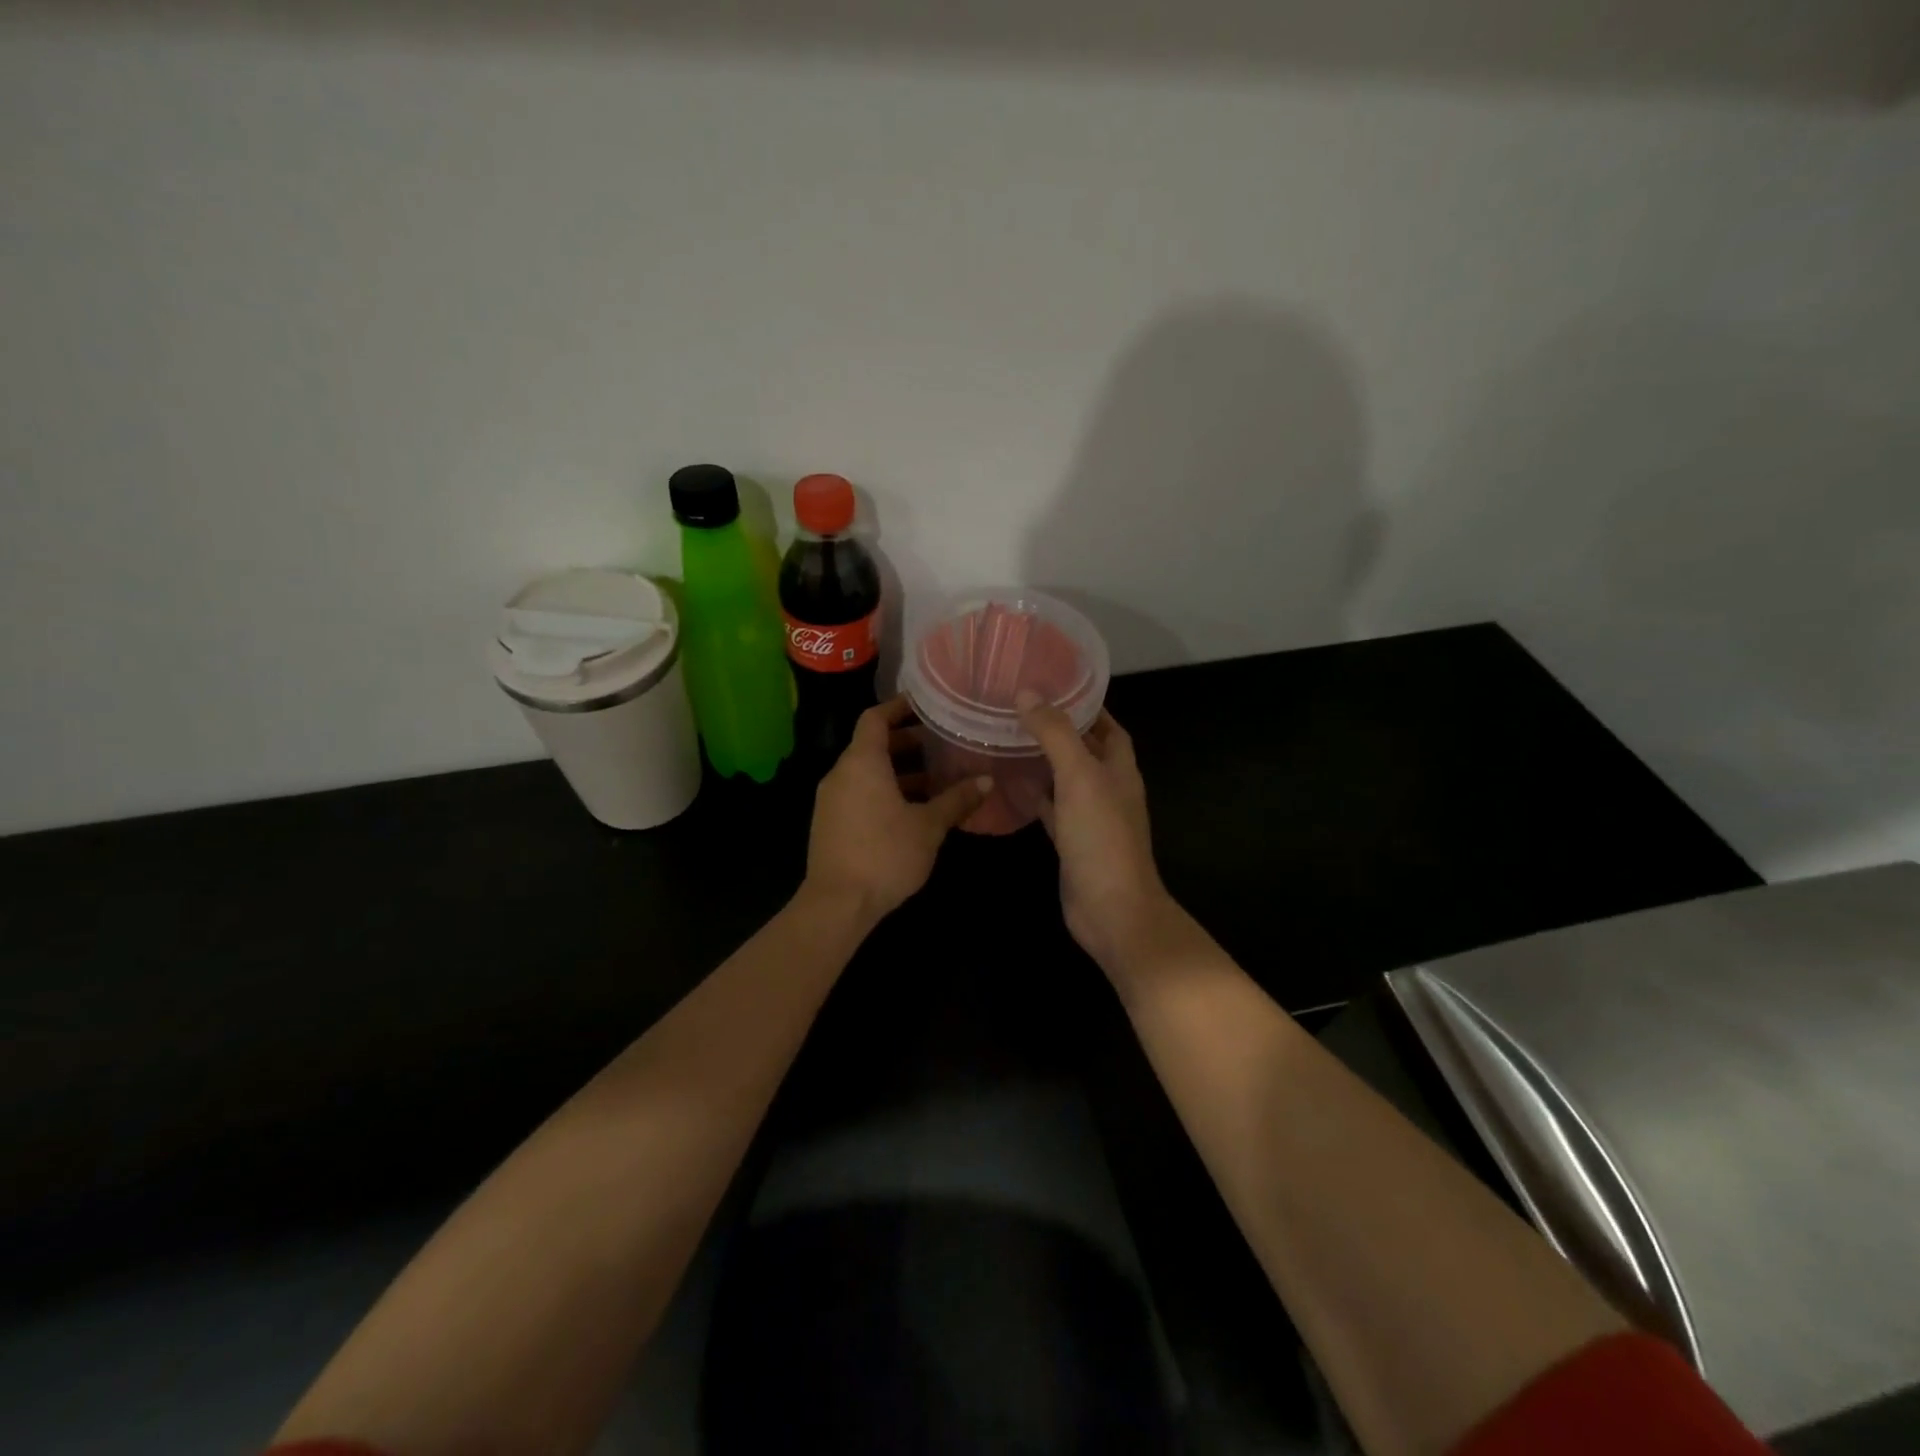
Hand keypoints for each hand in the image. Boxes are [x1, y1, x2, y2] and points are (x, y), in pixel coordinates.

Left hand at [804, 696, 990, 924]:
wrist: (837, 904)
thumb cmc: (885, 854)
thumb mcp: (929, 826)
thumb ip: (957, 799)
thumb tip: (987, 780)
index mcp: (862, 763)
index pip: (875, 718)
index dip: (898, 707)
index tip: (924, 705)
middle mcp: (841, 774)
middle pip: (872, 745)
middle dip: (906, 742)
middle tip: (940, 743)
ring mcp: (831, 800)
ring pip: (867, 773)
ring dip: (898, 771)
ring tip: (935, 779)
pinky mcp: (830, 824)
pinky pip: (859, 794)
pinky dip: (884, 791)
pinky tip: (913, 810)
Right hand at [1018, 694, 1177, 975]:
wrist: (1111, 908)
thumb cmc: (1101, 836)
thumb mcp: (1079, 776)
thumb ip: (1056, 734)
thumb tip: (1028, 693)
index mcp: (1120, 768)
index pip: (1108, 726)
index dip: (1087, 706)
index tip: (1053, 686)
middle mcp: (1109, 788)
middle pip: (1085, 750)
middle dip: (1059, 730)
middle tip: (1021, 710)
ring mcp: (1091, 817)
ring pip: (1066, 779)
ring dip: (1044, 761)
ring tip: (1010, 738)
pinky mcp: (1072, 841)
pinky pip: (1052, 809)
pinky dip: (1035, 796)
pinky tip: (1011, 785)